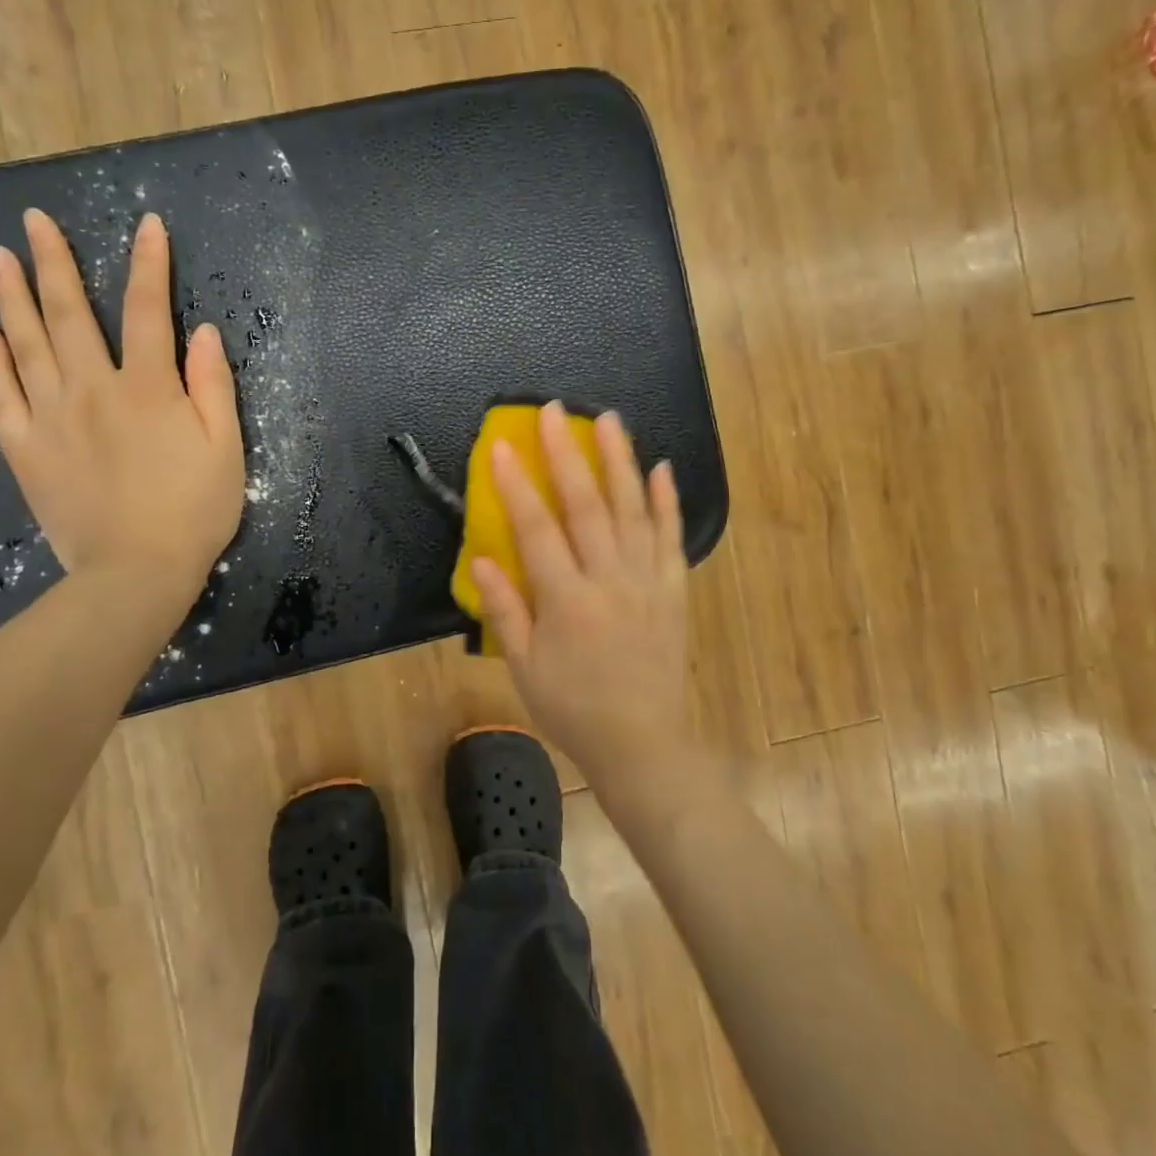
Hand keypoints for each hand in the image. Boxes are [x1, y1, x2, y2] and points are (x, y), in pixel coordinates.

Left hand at [0, 209, 242, 598]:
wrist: (136, 572)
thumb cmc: (194, 512)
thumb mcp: (226, 450)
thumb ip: (213, 387)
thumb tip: (203, 332)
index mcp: (150, 389)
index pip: (148, 310)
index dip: (149, 264)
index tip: (147, 224)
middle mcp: (93, 390)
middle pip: (69, 313)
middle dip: (55, 261)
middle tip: (34, 219)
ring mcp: (51, 417)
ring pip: (26, 343)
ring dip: (11, 295)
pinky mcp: (25, 449)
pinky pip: (1, 394)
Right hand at [472, 401, 687, 775]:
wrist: (642, 744)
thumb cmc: (572, 709)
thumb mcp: (524, 668)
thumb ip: (504, 610)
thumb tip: (482, 557)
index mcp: (567, 601)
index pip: (537, 530)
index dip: (516, 485)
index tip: (500, 445)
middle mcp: (610, 581)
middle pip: (587, 506)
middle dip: (567, 454)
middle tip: (554, 411)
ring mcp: (648, 582)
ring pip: (633, 510)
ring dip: (620, 461)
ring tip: (609, 419)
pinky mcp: (674, 591)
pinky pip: (671, 539)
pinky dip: (667, 502)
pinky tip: (662, 469)